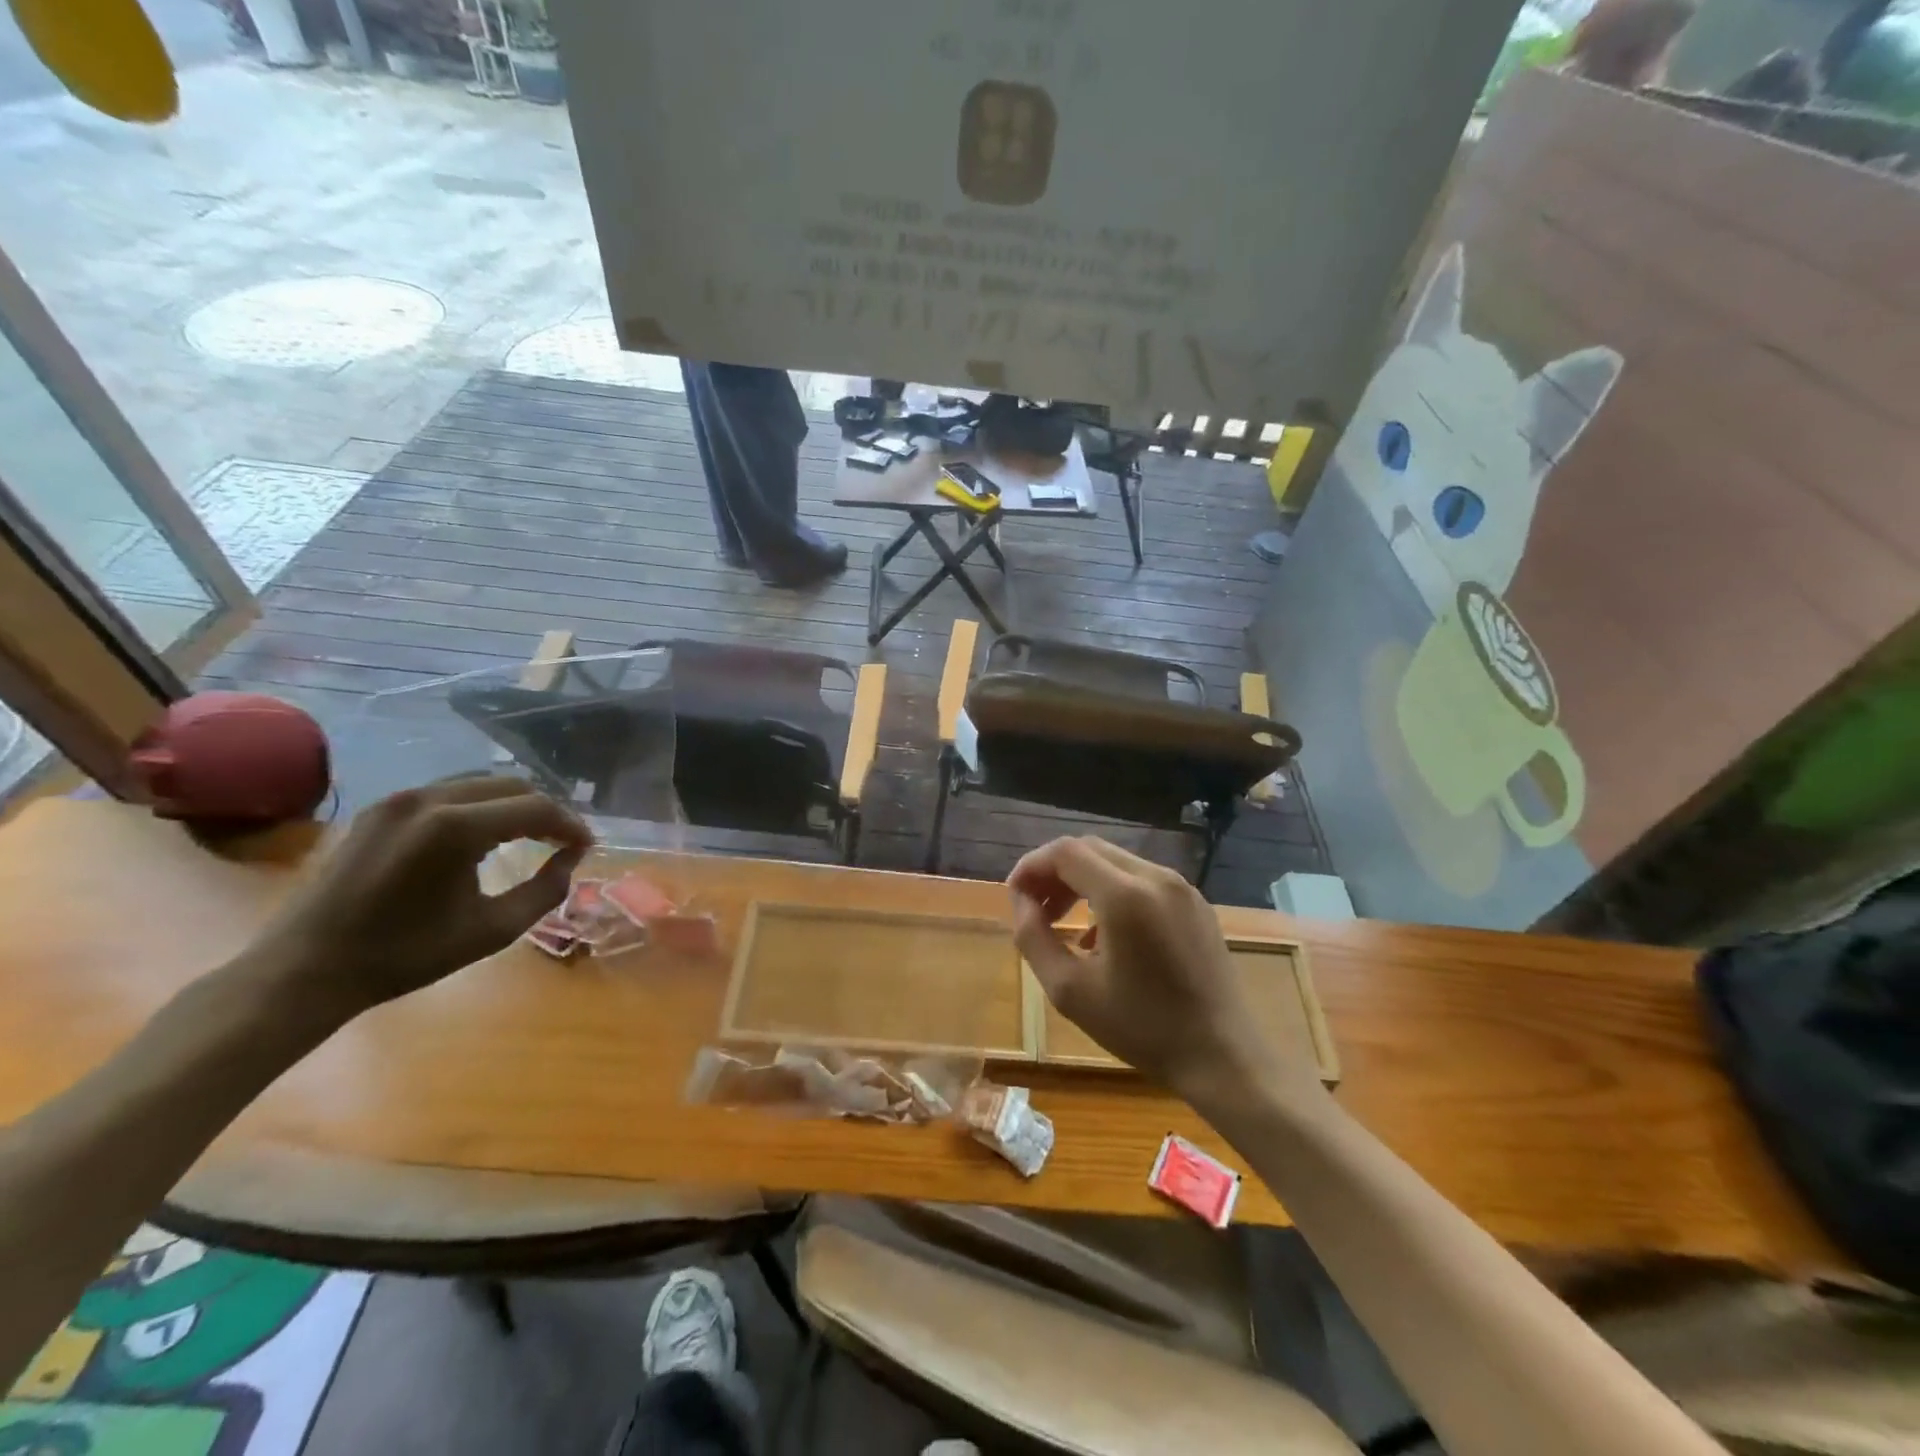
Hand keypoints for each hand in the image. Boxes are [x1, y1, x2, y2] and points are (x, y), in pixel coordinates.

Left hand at [246, 777, 591, 1023]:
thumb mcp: (492, 930)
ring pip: (480, 783)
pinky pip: (448, 792)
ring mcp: (400, 798)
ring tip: (530, 835)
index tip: (587, 847)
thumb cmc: (406, 955)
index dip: (570, 824)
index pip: (536, 807)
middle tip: (563, 841)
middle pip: (511, 786)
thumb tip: (572, 858)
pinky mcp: (380, 808)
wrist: (306, 969)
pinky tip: (484, 836)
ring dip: (513, 805)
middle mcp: (429, 798)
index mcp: (456, 828)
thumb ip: (546, 890)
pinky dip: (479, 807)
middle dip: (545, 810)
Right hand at [1008, 837, 1320, 1106]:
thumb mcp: (1070, 990)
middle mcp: (1156, 877)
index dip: (1032, 866)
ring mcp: (1181, 887)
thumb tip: (1020, 902)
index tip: (1014, 896)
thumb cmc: (1142, 1028)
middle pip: (1090, 850)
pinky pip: (1142, 880)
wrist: (1223, 1056)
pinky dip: (1111, 891)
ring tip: (1061, 922)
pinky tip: (1102, 935)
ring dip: (1081, 881)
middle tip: (1034, 909)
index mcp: (1125, 895)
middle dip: (1054, 872)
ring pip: (1116, 862)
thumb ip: (1034, 938)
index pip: (1065, 852)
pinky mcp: (1196, 903)